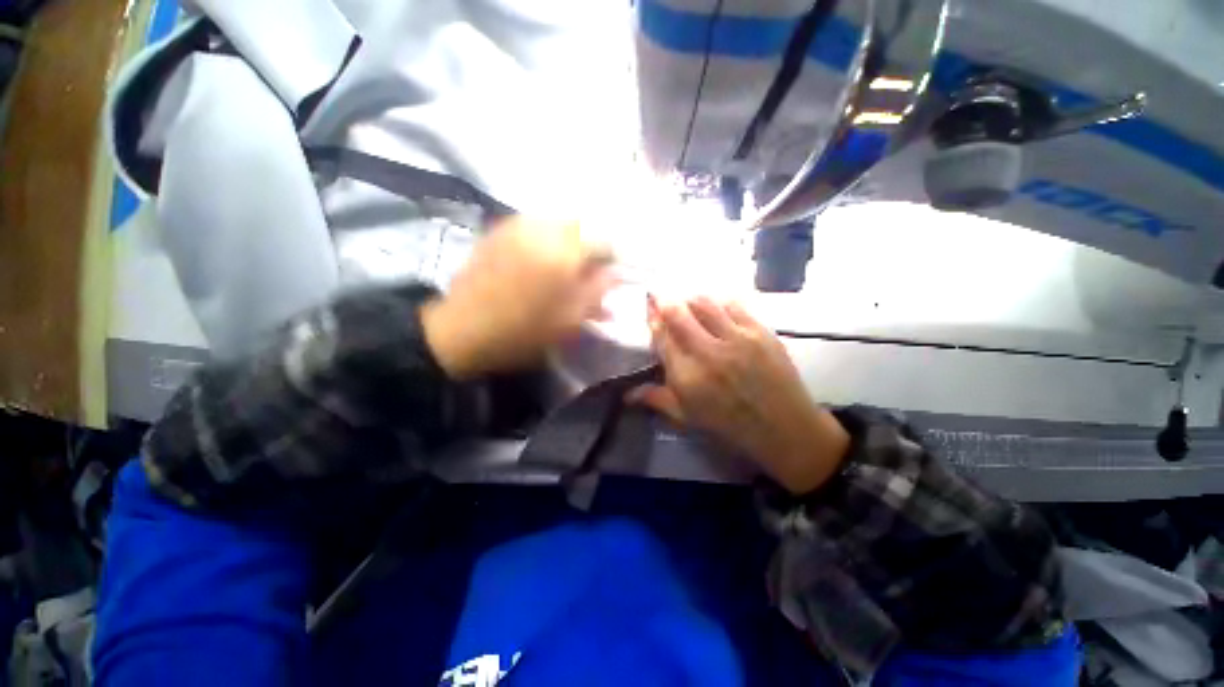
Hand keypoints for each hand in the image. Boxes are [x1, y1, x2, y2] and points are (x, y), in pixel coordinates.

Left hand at [421, 216, 614, 378]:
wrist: (461, 331)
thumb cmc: (523, 331)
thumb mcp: (569, 320)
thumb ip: (596, 292)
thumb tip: (614, 274)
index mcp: (563, 253)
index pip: (602, 240)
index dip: (611, 257)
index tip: (609, 275)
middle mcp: (541, 229)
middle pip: (579, 225)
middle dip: (589, 246)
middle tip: (588, 271)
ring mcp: (516, 226)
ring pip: (556, 223)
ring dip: (567, 241)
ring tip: (563, 267)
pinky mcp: (498, 230)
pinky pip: (532, 225)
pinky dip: (544, 238)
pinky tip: (539, 260)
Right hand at [630, 296, 849, 493]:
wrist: (785, 429)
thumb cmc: (730, 426)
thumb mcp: (688, 418)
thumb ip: (656, 399)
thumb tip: (626, 394)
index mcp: (686, 376)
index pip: (661, 336)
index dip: (652, 318)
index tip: (649, 308)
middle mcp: (707, 352)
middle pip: (678, 313)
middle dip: (665, 300)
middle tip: (662, 295)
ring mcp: (736, 339)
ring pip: (704, 303)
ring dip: (691, 299)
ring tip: (688, 302)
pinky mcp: (760, 332)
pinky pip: (733, 305)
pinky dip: (719, 303)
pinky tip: (717, 308)